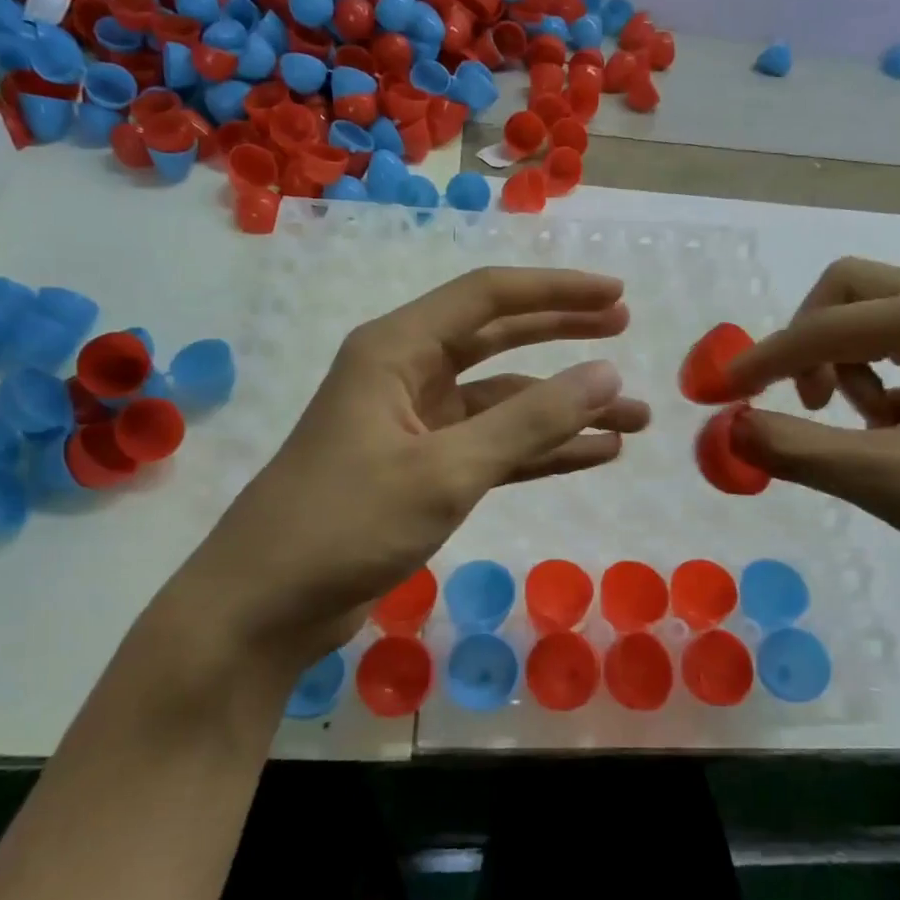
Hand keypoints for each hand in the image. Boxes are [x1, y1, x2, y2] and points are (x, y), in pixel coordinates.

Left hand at [173, 267, 649, 670]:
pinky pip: (495, 448)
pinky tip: (594, 454)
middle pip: (498, 340)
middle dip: (563, 336)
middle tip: (625, 330)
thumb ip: (530, 422)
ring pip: (504, 403)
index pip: (487, 298)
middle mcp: (407, 376)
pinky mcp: (423, 473)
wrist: (265, 607)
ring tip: (634, 416)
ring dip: (564, 410)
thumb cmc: (345, 523)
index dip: (556, 292)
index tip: (617, 296)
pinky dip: (541, 451)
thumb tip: (607, 373)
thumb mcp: (446, 470)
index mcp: (397, 350)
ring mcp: (416, 427)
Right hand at [724, 258, 899, 618]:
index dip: (762, 359)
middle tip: (802, 400)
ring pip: (884, 316)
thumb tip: (729, 428)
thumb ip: (798, 450)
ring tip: (866, 427)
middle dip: (810, 340)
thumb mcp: (893, 484)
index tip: (719, 394)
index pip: (825, 324)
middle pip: (853, 291)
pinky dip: (886, 379)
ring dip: (849, 361)